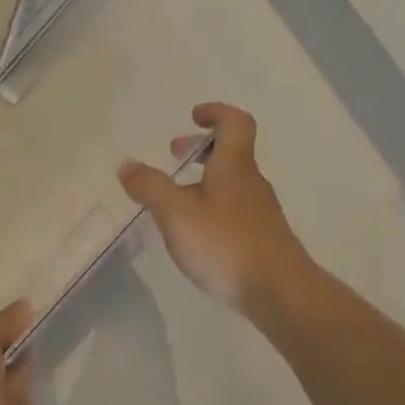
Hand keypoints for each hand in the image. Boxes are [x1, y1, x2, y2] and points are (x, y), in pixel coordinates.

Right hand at [118, 103, 311, 313]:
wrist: (278, 291)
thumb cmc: (225, 244)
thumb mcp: (177, 214)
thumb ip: (150, 188)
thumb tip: (127, 165)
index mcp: (234, 167)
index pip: (234, 123)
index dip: (215, 113)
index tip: (192, 117)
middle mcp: (251, 183)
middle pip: (232, 153)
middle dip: (202, 149)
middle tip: (175, 156)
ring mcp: (260, 213)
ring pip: (232, 184)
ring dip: (205, 181)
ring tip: (176, 201)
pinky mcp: (262, 239)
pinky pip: (234, 211)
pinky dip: (213, 208)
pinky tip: (197, 234)